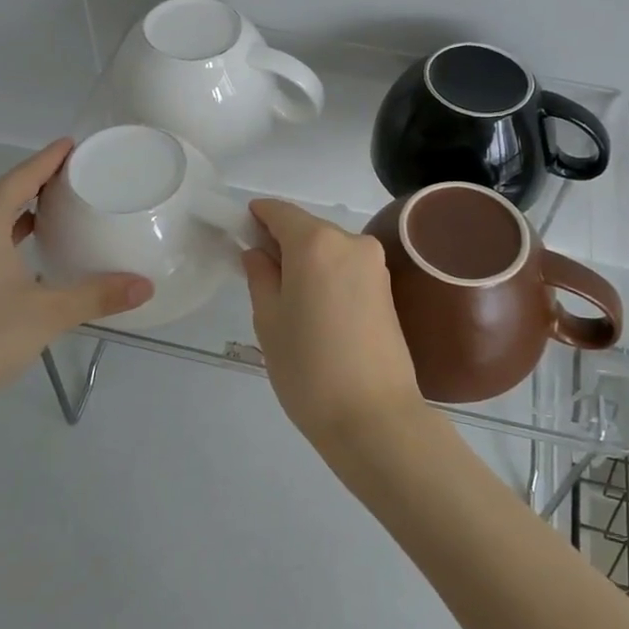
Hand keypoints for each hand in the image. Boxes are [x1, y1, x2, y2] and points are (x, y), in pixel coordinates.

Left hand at [0, 140, 151, 455]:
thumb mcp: (47, 315)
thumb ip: (98, 295)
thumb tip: (146, 286)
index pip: (19, 178)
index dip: (47, 159)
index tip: (72, 145)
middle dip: (33, 181)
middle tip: (73, 177)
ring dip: (15, 209)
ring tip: (53, 207)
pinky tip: (20, 248)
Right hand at [241, 200, 424, 455]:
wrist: (374, 417)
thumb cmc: (308, 368)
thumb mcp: (269, 321)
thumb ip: (260, 276)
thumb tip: (257, 253)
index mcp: (316, 243)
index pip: (280, 212)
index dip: (257, 217)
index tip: (240, 233)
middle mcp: (351, 242)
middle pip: (307, 229)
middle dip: (282, 244)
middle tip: (261, 278)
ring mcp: (375, 265)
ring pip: (329, 249)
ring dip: (307, 262)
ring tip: (290, 304)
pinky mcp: (388, 289)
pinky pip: (347, 268)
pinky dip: (327, 276)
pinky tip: (317, 311)